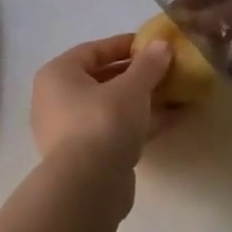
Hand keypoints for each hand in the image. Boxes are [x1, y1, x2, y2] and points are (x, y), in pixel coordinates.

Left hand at [29, 34, 174, 171]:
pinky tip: (172, 119)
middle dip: (137, 75)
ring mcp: (69, 132)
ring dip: (142, 100)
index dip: (125, 45)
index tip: (154, 45)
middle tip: (166, 70)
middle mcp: (56, 100)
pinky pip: (115, 131)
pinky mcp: (85, 158)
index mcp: (58, 75)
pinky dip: (139, 124)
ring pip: (111, 108)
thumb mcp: (132, 87)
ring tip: (175, 93)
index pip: (94, 50)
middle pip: (102, 79)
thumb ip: (148, 64)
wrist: (88, 188)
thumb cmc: (103, 122)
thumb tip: (162, 44)